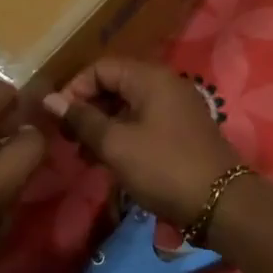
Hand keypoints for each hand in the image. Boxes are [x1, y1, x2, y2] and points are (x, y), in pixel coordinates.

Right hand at [44, 57, 241, 226]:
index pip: (101, 67)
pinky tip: (107, 162)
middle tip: (68, 140)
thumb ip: (83, 120)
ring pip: (128, 107)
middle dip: (87, 109)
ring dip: (102, 127)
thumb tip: (51, 100)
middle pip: (115, 85)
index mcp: (150, 78)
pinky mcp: (181, 133)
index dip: (75, 89)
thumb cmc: (164, 168)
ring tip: (83, 156)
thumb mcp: (116, 145)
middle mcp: (165, 85)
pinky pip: (143, 124)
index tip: (59, 119)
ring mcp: (176, 109)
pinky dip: (122, 137)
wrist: (221, 204)